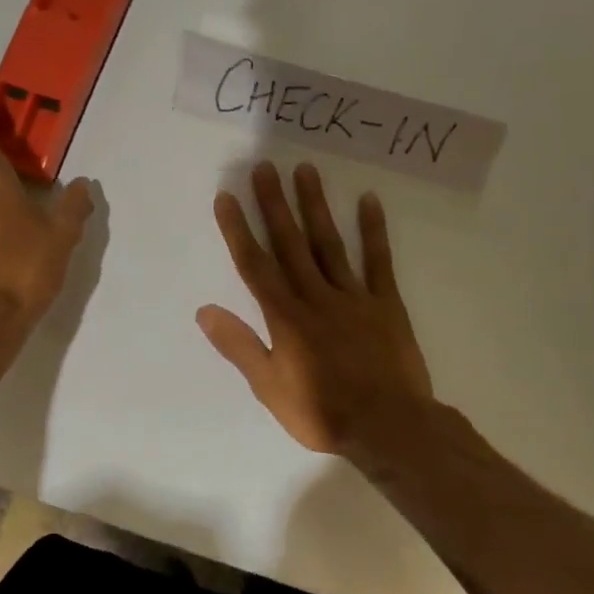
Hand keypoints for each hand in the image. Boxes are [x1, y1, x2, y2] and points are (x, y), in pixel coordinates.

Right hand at [198, 161, 432, 455]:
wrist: (388, 426)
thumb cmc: (323, 413)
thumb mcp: (270, 389)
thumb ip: (240, 347)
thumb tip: (205, 311)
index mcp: (285, 319)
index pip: (255, 267)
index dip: (238, 231)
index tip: (226, 198)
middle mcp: (317, 297)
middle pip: (290, 245)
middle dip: (274, 206)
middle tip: (263, 168)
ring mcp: (354, 297)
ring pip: (329, 244)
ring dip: (315, 207)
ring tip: (305, 171)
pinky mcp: (386, 304)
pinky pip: (378, 262)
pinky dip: (373, 231)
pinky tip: (368, 201)